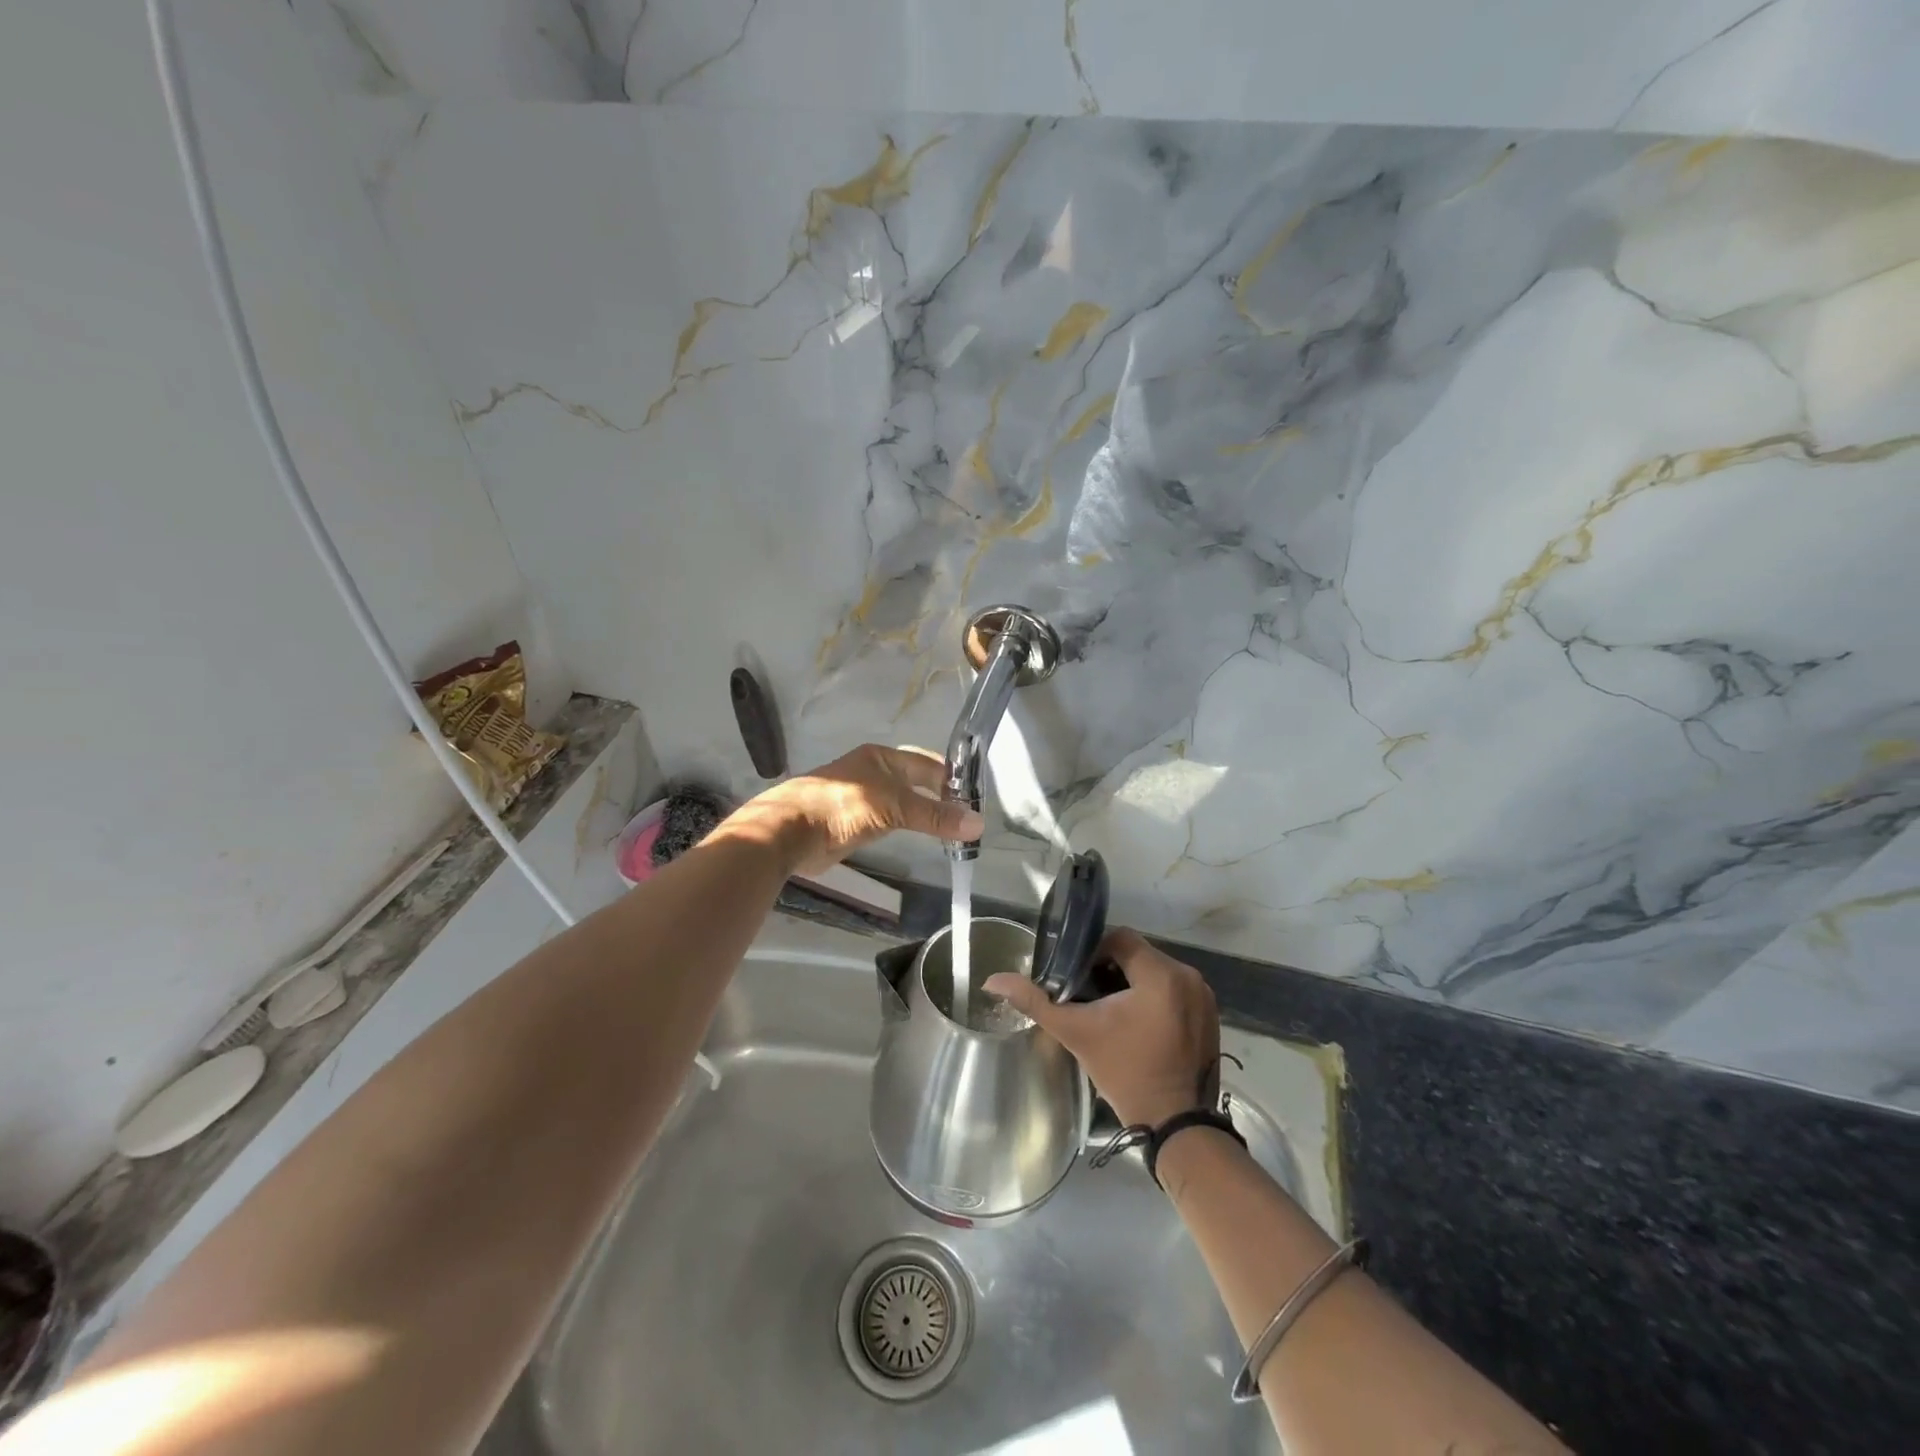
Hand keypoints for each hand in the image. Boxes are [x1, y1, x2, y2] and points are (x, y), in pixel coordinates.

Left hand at [729, 744, 984, 873]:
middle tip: (968, 819)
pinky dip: (908, 828)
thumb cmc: (843, 807)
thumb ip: (935, 815)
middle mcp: (873, 773)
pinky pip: (890, 822)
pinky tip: (921, 839)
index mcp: (881, 757)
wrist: (790, 832)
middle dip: (941, 798)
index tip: (976, 800)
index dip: (952, 779)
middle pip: (916, 783)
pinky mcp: (853, 824)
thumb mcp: (894, 807)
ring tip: (953, 832)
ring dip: (925, 815)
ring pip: (904, 804)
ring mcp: (862, 799)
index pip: (927, 764)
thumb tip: (978, 823)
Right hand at [985, 929, 1219, 1127]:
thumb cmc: (1125, 1073)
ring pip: (1156, 971)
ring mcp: (1203, 996)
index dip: (1092, 952)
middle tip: (1089, 996)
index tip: (1076, 977)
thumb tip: (992, 980)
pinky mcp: (1210, 1015)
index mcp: (1161, 974)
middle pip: (1138, 954)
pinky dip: (1154, 997)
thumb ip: (1036, 1002)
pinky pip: (1174, 990)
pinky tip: (1136, 1023)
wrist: (1176, 1124)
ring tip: (1110, 1010)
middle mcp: (1188, 977)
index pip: (1120, 938)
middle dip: (1111, 969)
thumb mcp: (1076, 1033)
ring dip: (1132, 983)